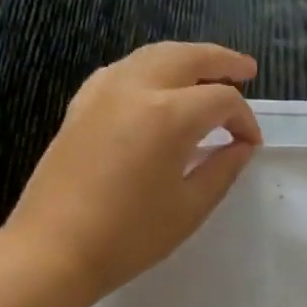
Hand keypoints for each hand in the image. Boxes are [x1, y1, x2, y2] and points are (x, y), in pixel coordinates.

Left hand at [3, 41, 261, 305]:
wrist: (54, 249)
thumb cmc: (131, 235)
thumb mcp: (191, 207)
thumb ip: (223, 169)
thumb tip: (241, 147)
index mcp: (169, 116)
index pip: (221, 100)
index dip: (245, 120)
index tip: (251, 145)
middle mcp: (135, 90)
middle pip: (186, 57)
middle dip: (221, 61)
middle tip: (247, 69)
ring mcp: (102, 93)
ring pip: (151, 56)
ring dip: (185, 58)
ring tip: (207, 71)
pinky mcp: (81, 106)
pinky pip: (122, 71)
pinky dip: (150, 70)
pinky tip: (157, 88)